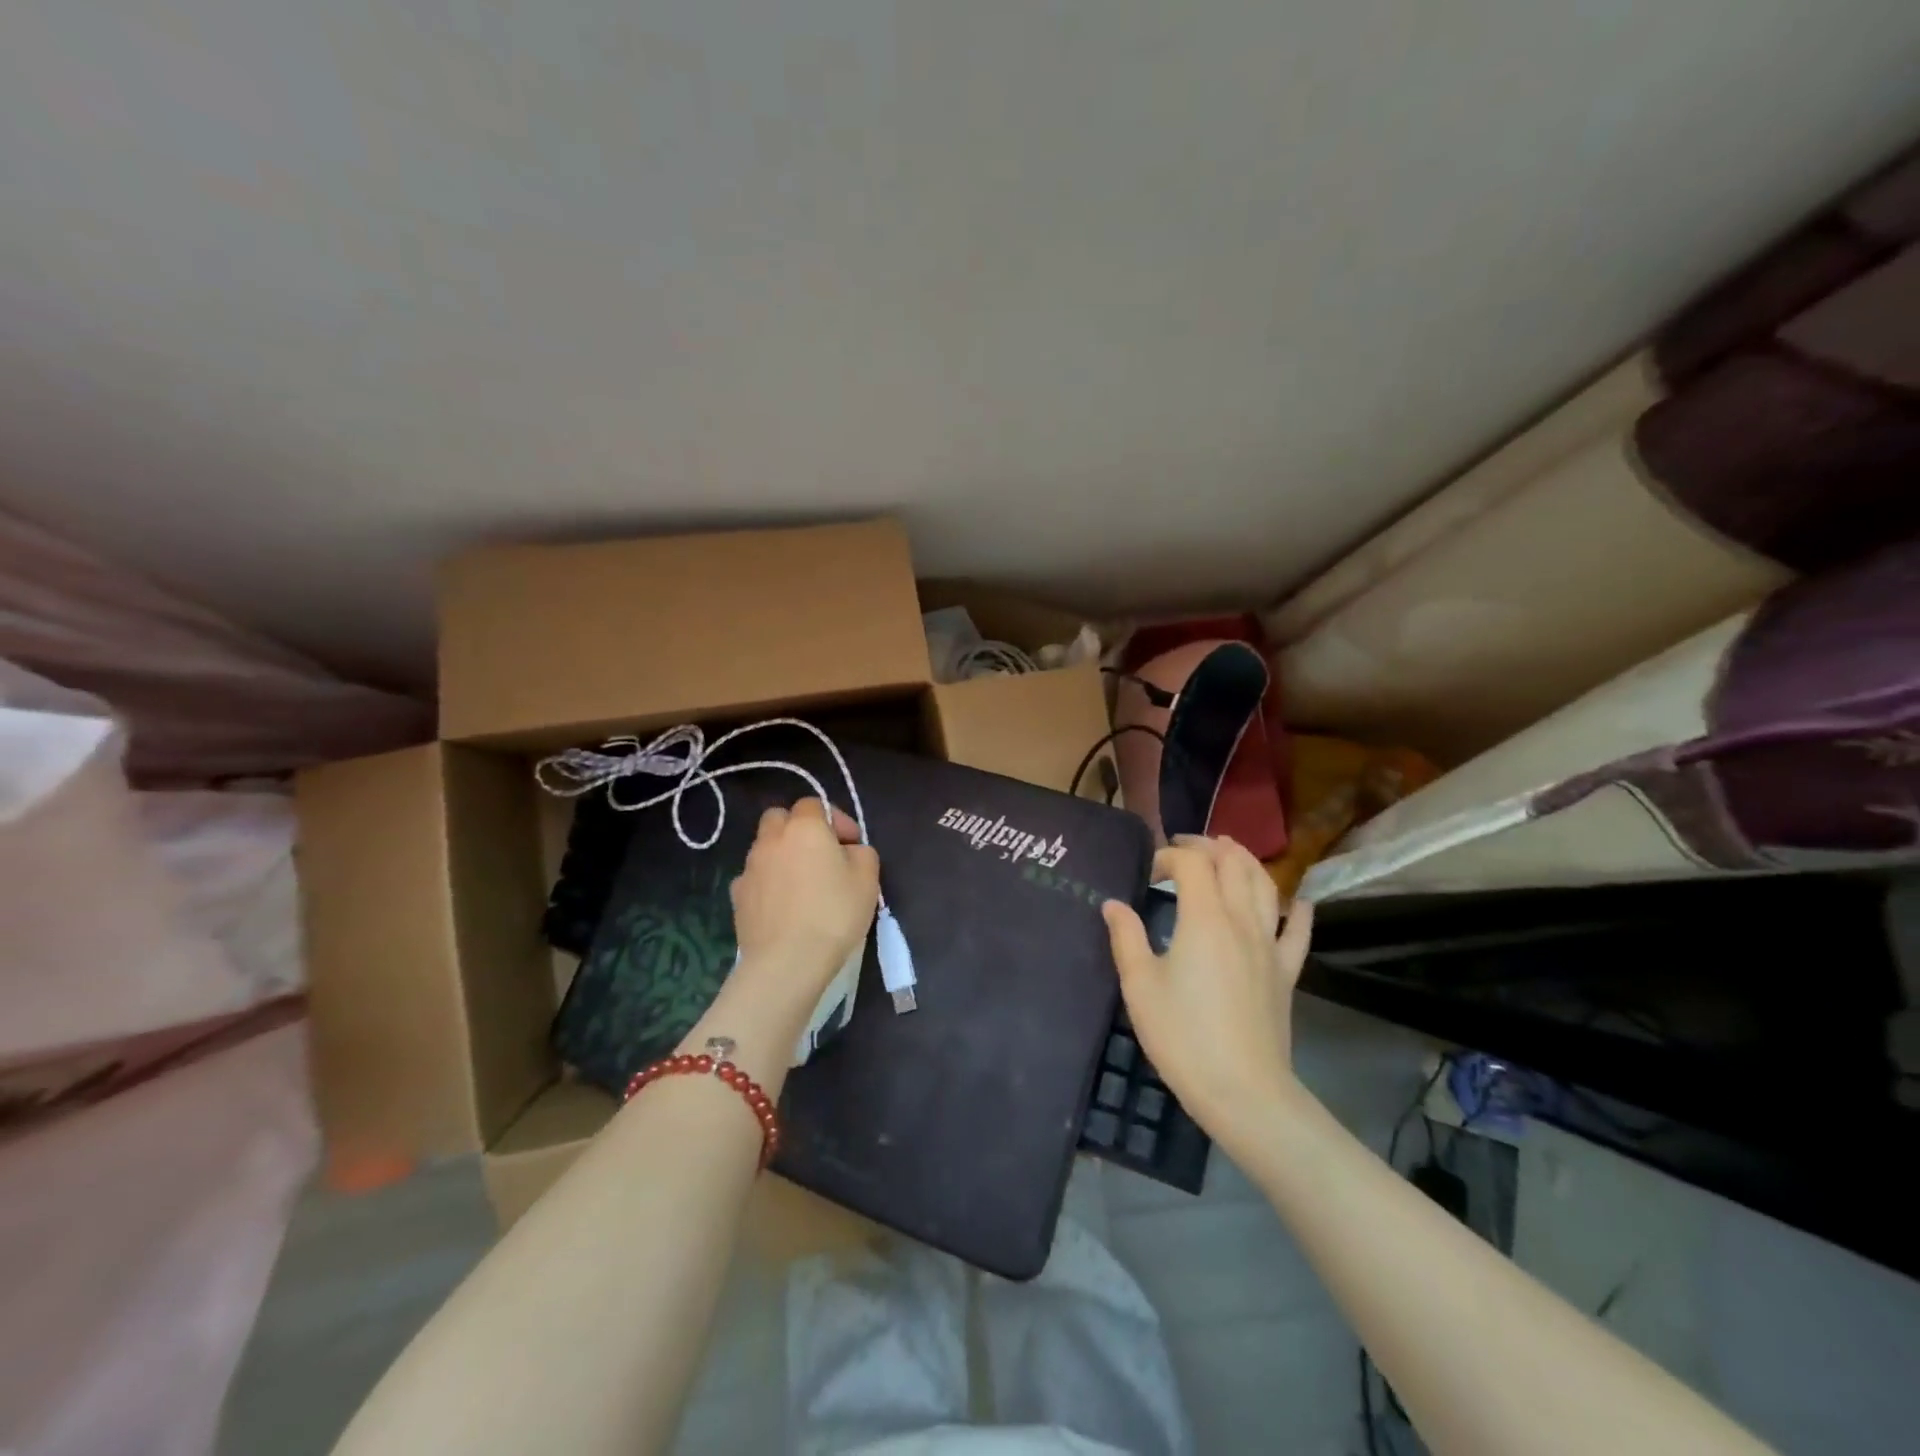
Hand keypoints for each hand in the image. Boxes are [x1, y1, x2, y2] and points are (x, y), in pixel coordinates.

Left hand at [725, 798, 880, 1029]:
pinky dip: (768, 883)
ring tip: (802, 884)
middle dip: (799, 828)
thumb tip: (848, 852)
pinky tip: (783, 906)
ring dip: (782, 855)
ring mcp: (749, 867)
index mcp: (804, 827)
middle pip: (780, 818)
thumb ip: (861, 852)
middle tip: (820, 855)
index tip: (850, 844)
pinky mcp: (737, 896)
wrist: (787, 962)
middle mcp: (771, 839)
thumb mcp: (868, 878)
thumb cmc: (834, 913)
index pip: (814, 804)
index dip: (835, 819)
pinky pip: (755, 878)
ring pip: (765, 847)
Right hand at [1101, 835, 1314, 1149]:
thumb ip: (1126, 937)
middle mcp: (1242, 920)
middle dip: (1208, 846)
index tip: (1147, 874)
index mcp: (1204, 918)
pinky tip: (1297, 901)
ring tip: (1228, 853)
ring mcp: (1270, 945)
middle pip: (1233, 863)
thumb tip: (1113, 904)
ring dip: (1246, 862)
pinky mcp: (1287, 972)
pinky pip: (1297, 932)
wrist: (1243, 1091)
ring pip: (1265, 886)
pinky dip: (1297, 910)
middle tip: (1183, 848)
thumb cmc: (1183, 1036)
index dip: (1168, 857)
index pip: (1191, 863)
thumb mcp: (1140, 986)